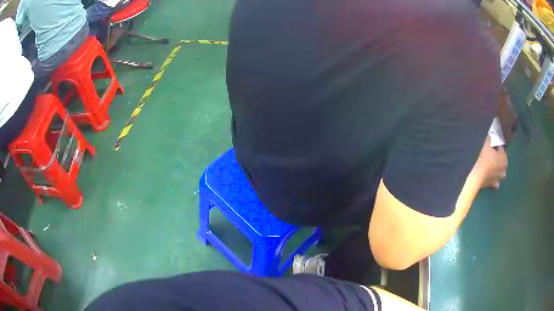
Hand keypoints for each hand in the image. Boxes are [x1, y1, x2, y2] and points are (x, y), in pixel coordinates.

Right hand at [474, 136, 507, 188]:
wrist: (476, 176)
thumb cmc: (483, 158)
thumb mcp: (485, 144)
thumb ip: (488, 139)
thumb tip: (490, 135)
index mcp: (504, 158)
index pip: (501, 149)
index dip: (496, 147)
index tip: (491, 146)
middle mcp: (504, 169)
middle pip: (502, 162)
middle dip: (498, 159)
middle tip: (491, 156)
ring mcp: (499, 179)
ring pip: (500, 173)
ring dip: (497, 170)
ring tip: (491, 167)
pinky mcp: (493, 185)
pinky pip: (495, 182)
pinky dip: (493, 179)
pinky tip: (489, 177)